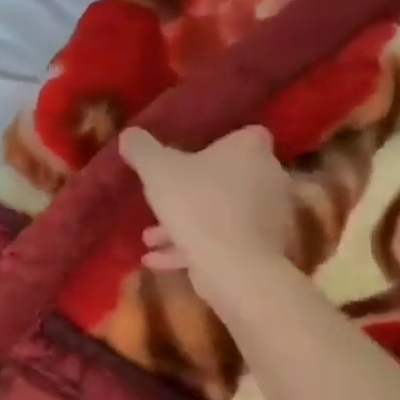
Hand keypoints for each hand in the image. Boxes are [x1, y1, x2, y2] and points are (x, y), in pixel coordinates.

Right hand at [120, 125, 294, 310]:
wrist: (233, 264)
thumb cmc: (198, 205)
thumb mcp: (157, 171)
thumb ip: (142, 150)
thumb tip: (128, 134)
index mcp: (251, 149)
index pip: (242, 136)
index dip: (216, 146)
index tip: (187, 159)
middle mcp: (269, 177)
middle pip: (228, 177)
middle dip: (191, 192)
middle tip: (160, 203)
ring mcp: (270, 216)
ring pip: (221, 214)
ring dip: (186, 224)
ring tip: (149, 239)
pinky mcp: (263, 249)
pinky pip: (223, 242)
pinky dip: (192, 249)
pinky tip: (156, 261)